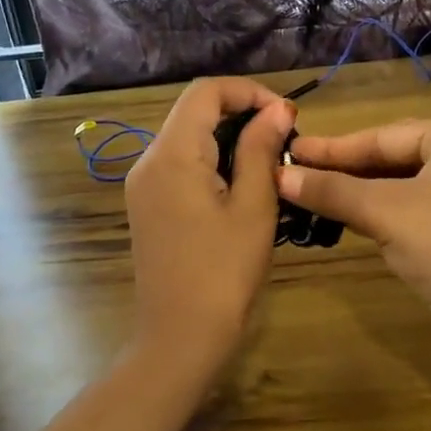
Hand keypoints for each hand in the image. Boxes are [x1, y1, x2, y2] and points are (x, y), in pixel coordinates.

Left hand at [124, 78, 294, 379]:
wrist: (179, 338)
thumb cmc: (224, 274)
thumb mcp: (254, 208)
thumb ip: (261, 150)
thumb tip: (277, 109)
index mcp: (172, 155)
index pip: (206, 91)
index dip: (250, 92)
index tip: (288, 118)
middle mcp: (149, 160)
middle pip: (194, 111)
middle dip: (242, 113)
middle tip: (285, 141)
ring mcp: (143, 185)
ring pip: (188, 137)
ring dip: (229, 138)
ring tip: (271, 162)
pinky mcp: (147, 205)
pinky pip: (181, 164)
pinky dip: (213, 160)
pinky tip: (243, 186)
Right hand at [279, 116, 430, 382]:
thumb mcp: (386, 212)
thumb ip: (332, 190)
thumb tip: (279, 174)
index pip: (385, 135)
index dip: (333, 147)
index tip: (290, 150)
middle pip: (395, 158)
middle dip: (345, 170)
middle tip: (292, 173)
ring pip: (404, 186)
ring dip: (360, 194)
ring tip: (308, 194)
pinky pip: (416, 210)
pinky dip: (382, 215)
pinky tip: (347, 219)